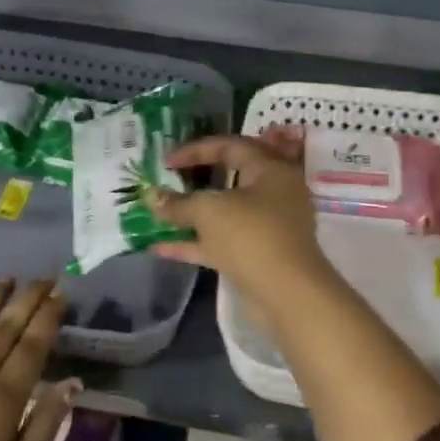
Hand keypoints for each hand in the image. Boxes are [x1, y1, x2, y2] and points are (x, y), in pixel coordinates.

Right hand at [149, 135, 339, 317]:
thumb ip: (178, 203)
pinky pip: (222, 242)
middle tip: (170, 178)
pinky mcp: (258, 256)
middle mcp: (273, 194)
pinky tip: (160, 247)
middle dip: (197, 180)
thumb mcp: (209, 211)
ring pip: (225, 213)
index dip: (196, 150)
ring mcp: (267, 227)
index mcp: (270, 169)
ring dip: (192, 214)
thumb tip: (151, 196)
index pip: (231, 146)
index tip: (167, 161)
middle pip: (231, 178)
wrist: (288, 294)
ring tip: (158, 213)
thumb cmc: (251, 236)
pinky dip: (195, 243)